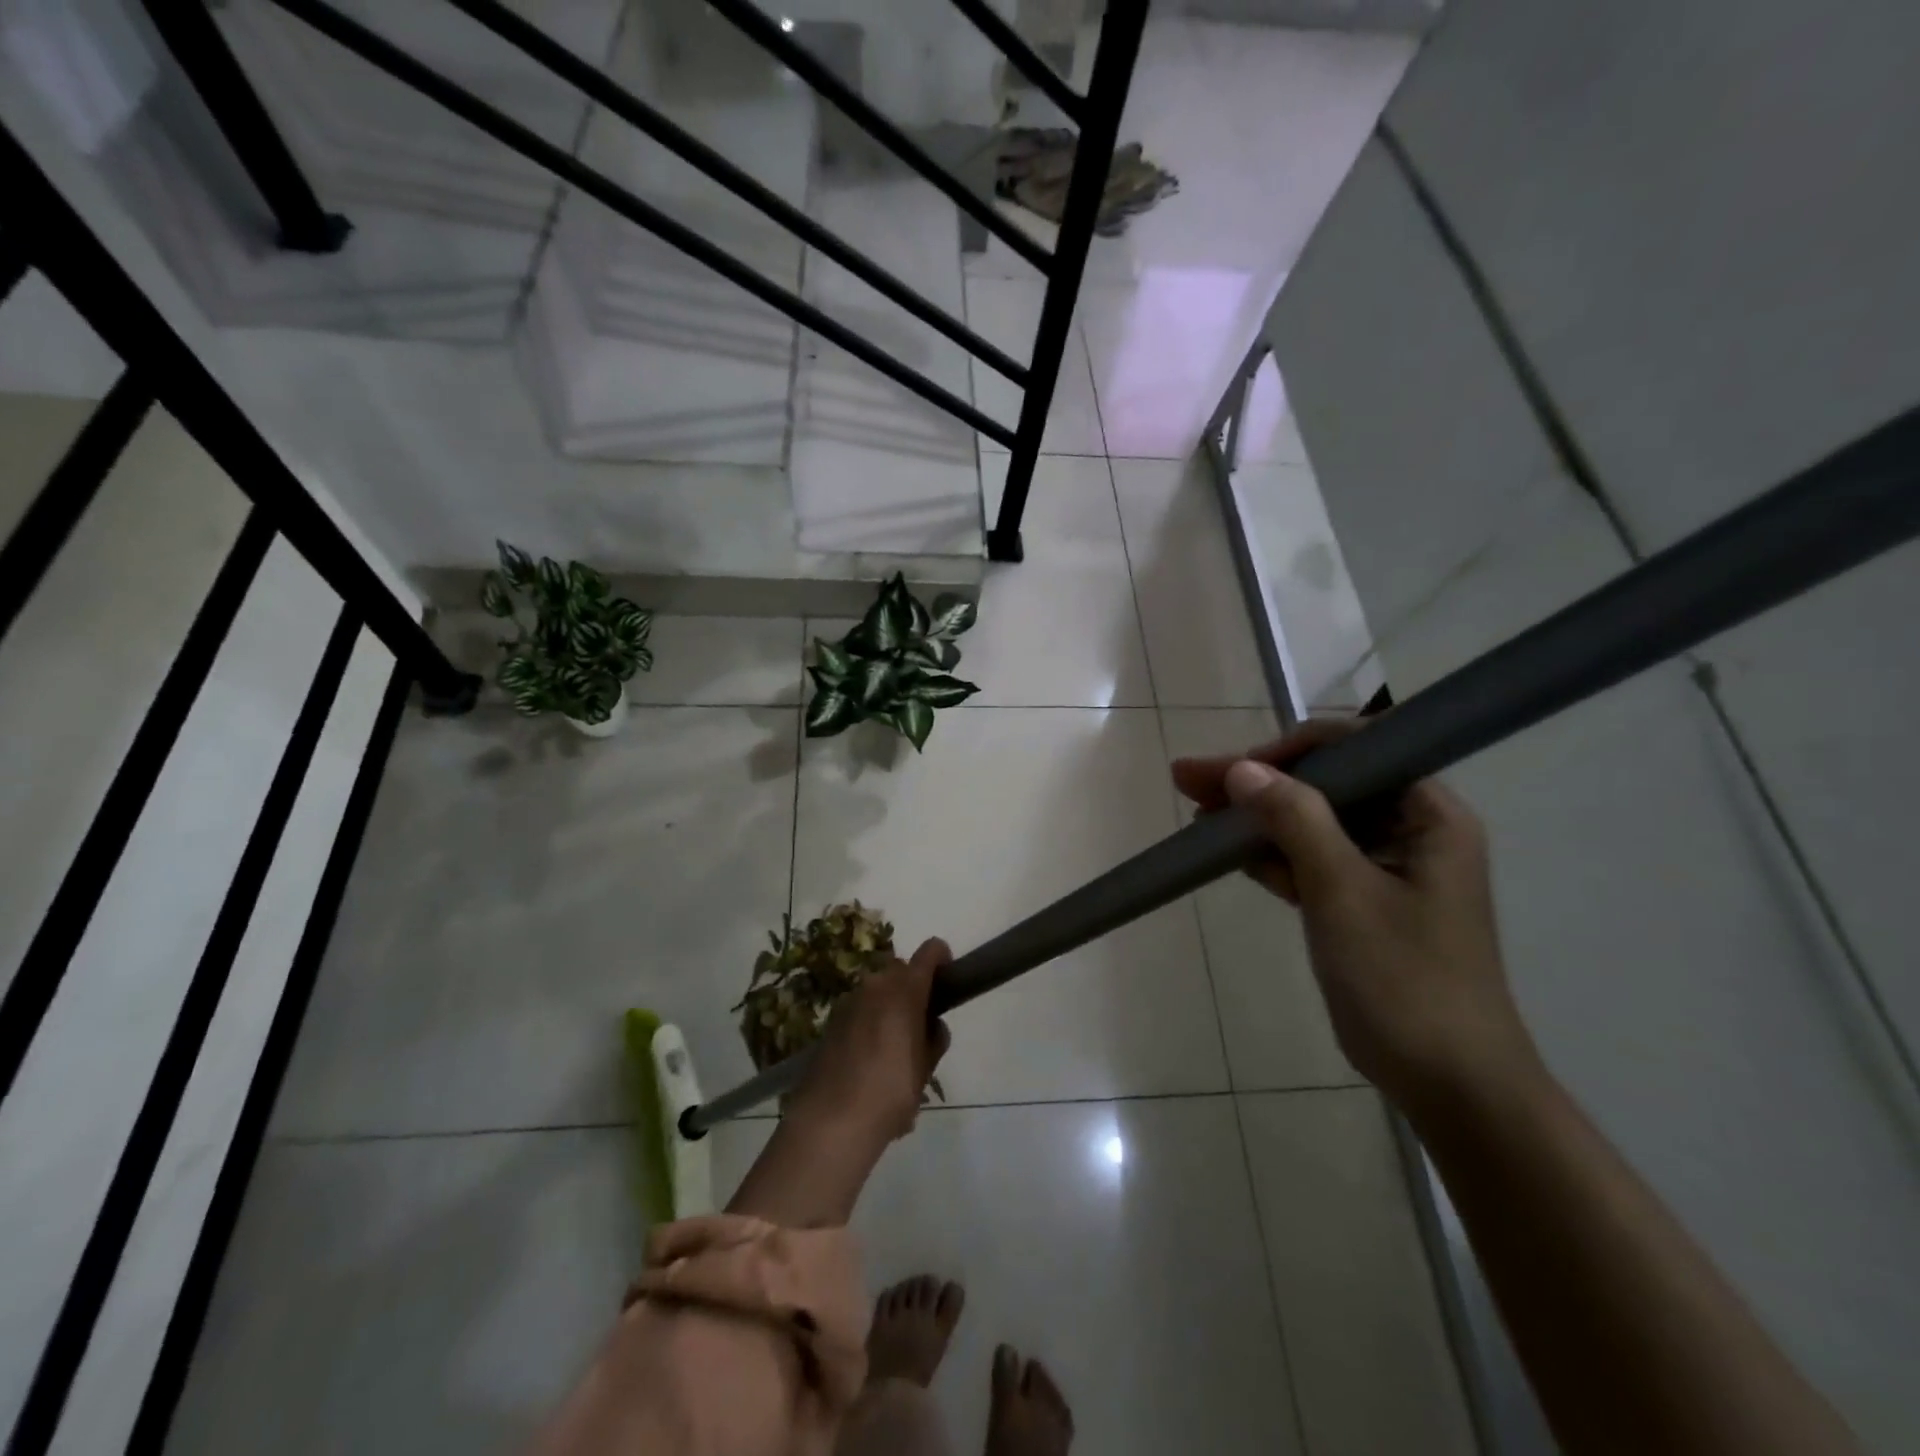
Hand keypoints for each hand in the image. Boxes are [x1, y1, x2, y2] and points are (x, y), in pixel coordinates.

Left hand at [787, 938, 952, 1146]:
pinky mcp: (831, 1020)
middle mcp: (876, 984)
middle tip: (920, 1024)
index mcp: (905, 990)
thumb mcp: (926, 1069)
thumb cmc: (890, 1091)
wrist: (831, 1120)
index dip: (942, 959)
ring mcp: (849, 1000)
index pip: (931, 952)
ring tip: (893, 1048)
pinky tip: (868, 1060)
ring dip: (888, 1006)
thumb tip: (931, 1026)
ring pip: (877, 990)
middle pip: (901, 971)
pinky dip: (868, 1021)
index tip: (948, 981)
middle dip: (913, 988)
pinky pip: (859, 1009)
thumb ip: (933, 1039)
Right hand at [1173, 721, 1538, 1111]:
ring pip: (1309, 821)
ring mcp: (1382, 866)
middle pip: (1324, 784)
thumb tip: (1242, 768)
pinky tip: (1223, 848)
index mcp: (1428, 813)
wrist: (1447, 1082)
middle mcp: (1409, 828)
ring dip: (1254, 816)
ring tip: (1194, 808)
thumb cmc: (1405, 979)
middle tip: (1189, 778)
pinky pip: (1307, 859)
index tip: (1236, 769)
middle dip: (1256, 781)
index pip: (1357, 749)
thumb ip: (1294, 820)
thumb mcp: (1343, 891)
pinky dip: (1268, 853)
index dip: (1291, 750)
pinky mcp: (1359, 899)